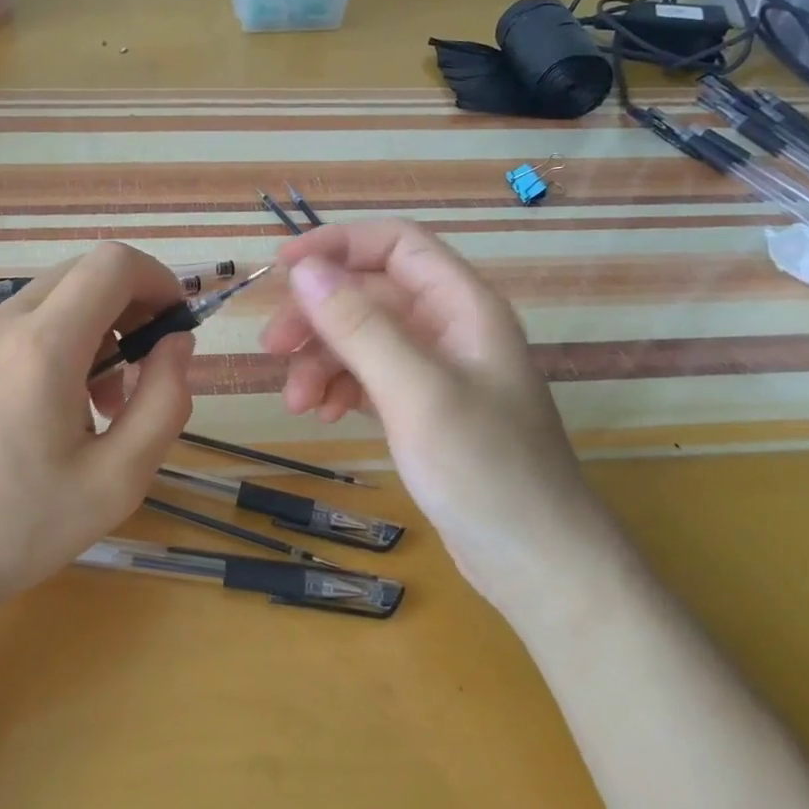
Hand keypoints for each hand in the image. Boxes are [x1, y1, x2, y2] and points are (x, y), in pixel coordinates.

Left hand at [0, 243, 194, 628]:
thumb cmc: (19, 527)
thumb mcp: (117, 479)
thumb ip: (164, 402)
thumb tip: (178, 343)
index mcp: (43, 346)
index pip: (113, 264)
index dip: (159, 281)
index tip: (177, 328)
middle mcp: (4, 324)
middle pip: (85, 273)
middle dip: (132, 306)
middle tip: (147, 370)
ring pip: (57, 297)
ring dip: (99, 329)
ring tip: (106, 402)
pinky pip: (27, 323)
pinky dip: (64, 342)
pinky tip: (64, 407)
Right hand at [260, 220, 611, 606]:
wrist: (536, 563)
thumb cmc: (485, 469)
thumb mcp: (416, 392)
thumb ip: (359, 326)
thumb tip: (303, 269)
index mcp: (462, 306)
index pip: (395, 244)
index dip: (338, 244)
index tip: (281, 267)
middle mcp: (448, 328)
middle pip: (368, 293)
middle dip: (317, 316)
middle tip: (272, 348)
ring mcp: (435, 370)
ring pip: (361, 338)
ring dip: (321, 360)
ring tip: (297, 403)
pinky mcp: (421, 408)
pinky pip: (367, 377)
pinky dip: (339, 388)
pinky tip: (324, 415)